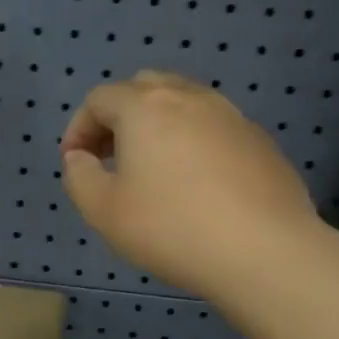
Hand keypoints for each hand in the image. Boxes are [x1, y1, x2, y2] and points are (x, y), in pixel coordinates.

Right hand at [60, 71, 318, 300]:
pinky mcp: (260, 141)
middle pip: (144, 88)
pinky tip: (195, 186)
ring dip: (157, 127)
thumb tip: (79, 158)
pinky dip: (192, 143)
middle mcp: (189, 98)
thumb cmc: (171, 228)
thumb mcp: (103, 211)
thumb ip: (79, 177)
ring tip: (151, 170)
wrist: (263, 251)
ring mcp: (231, 116)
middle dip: (118, 117)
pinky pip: (214, 128)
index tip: (75, 163)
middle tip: (109, 157)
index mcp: (145, 107)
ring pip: (184, 103)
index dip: (78, 127)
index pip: (99, 98)